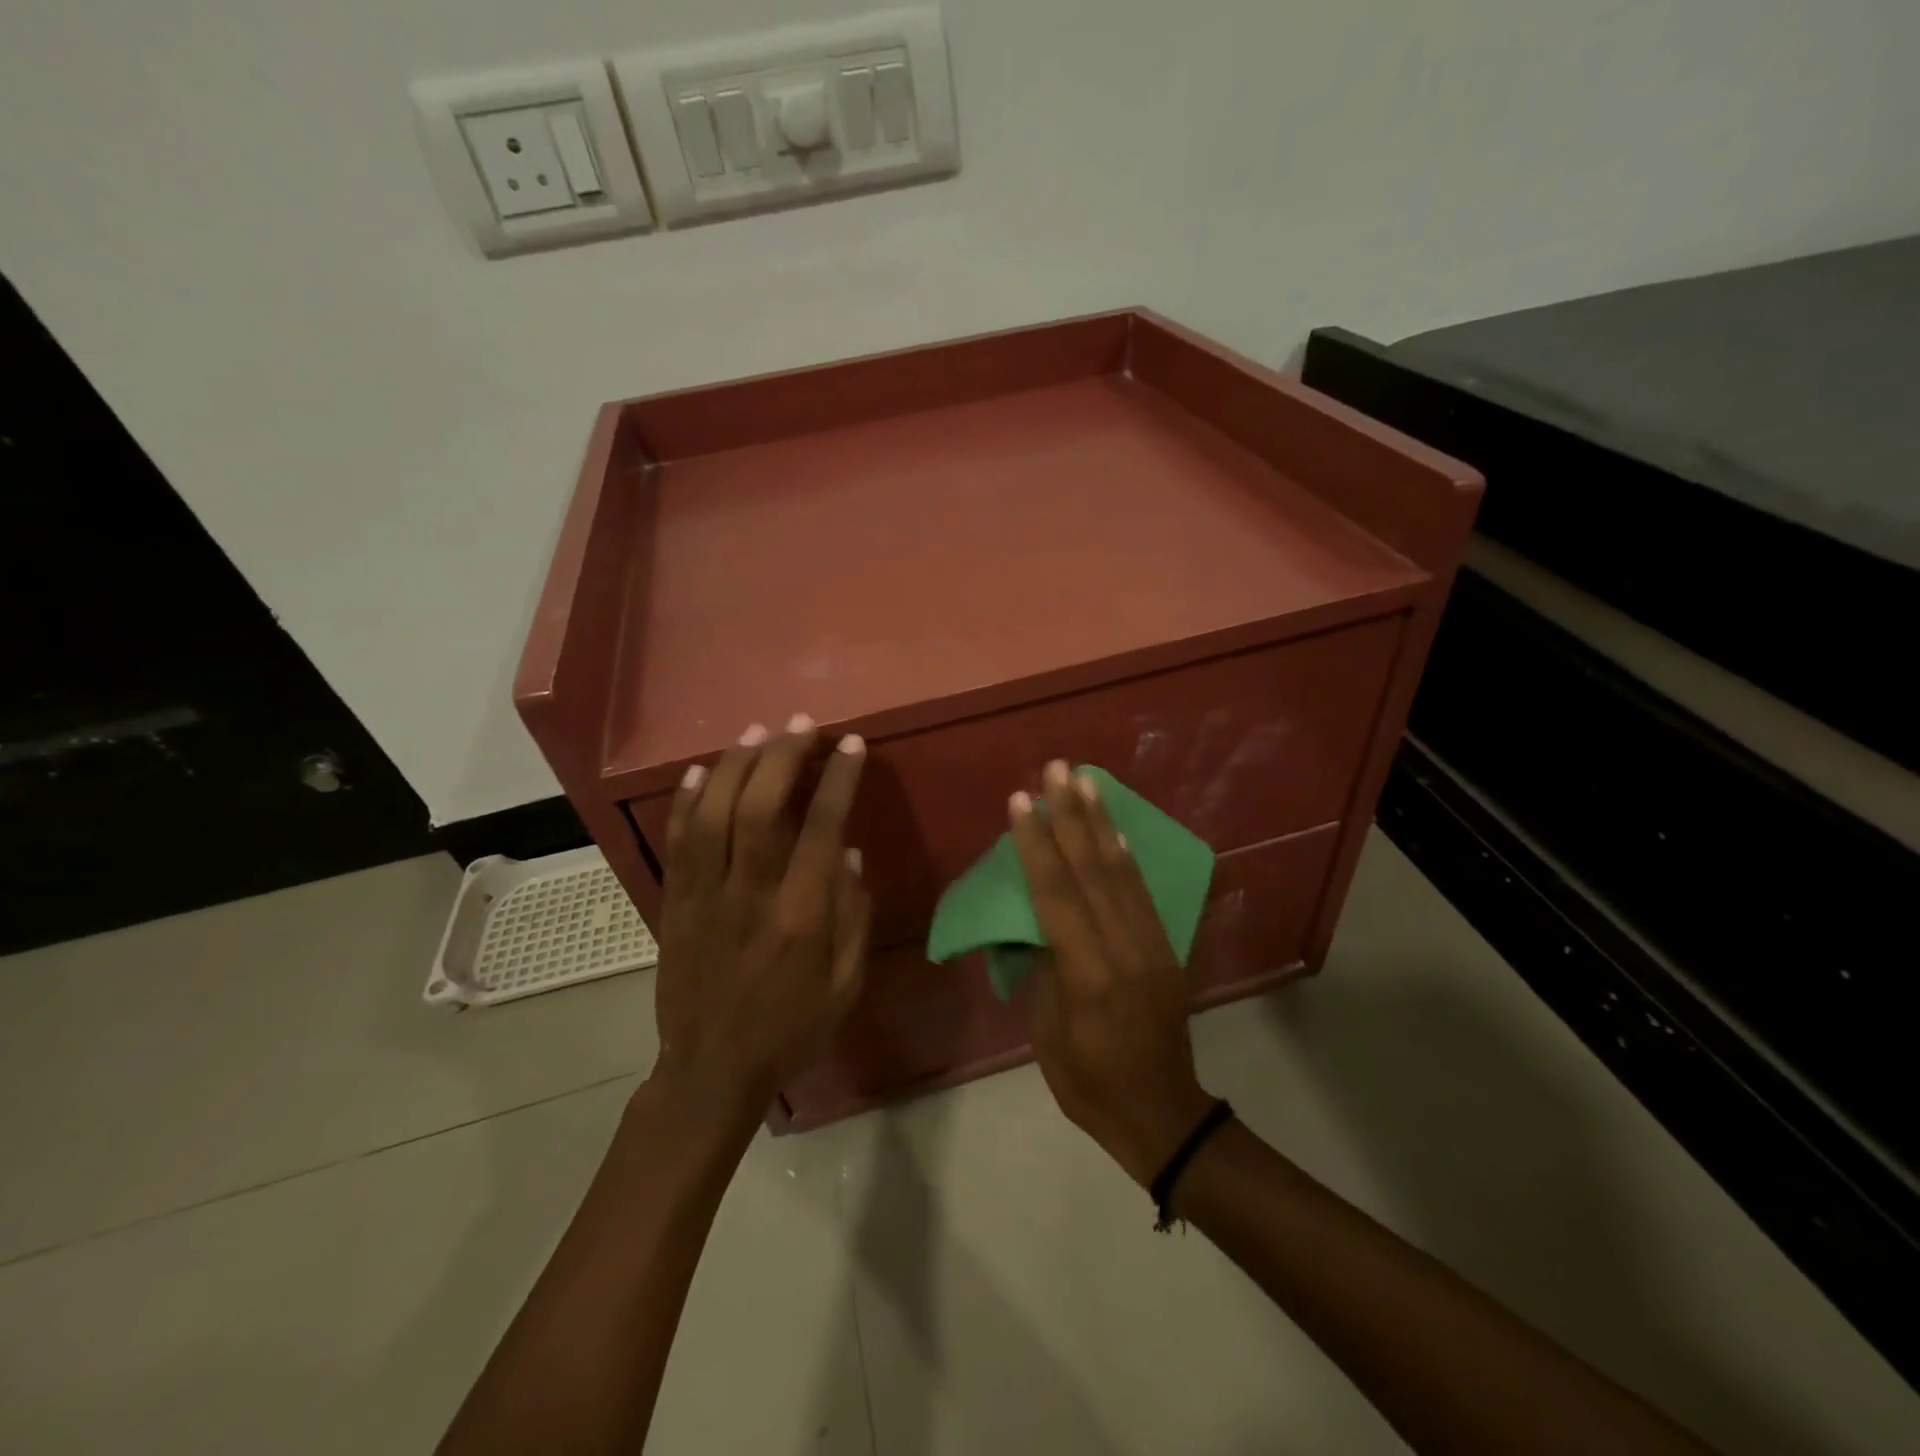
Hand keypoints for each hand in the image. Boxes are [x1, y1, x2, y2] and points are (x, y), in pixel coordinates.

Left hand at [651, 716, 871, 1116]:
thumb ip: (853, 917)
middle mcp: (749, 895)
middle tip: (801, 724)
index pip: (820, 829)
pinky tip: (699, 770)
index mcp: (800, 916)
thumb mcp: (844, 985)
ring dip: (734, 765)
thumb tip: (847, 853)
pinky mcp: (674, 903)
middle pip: (758, 807)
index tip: (850, 745)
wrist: (711, 1071)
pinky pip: (677, 841)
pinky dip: (687, 800)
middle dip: (781, 756)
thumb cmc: (790, 1029)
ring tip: (756, 732)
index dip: (837, 780)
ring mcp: (703, 896)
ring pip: (712, 813)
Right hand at [1009, 760, 1215, 1184]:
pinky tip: (1115, 832)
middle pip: (1093, 871)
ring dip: (1101, 823)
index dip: (1036, 846)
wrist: (1162, 1115)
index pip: (1056, 896)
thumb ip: (1047, 969)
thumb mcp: (1049, 1035)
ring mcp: (1152, 946)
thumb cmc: (1089, 1085)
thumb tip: (1041, 921)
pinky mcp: (1166, 949)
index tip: (1021, 803)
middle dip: (1071, 816)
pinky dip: (1126, 856)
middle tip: (1057, 770)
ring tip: (1086, 782)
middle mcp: (1125, 949)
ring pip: (1121, 873)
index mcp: (1089, 976)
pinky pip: (1142, 893)